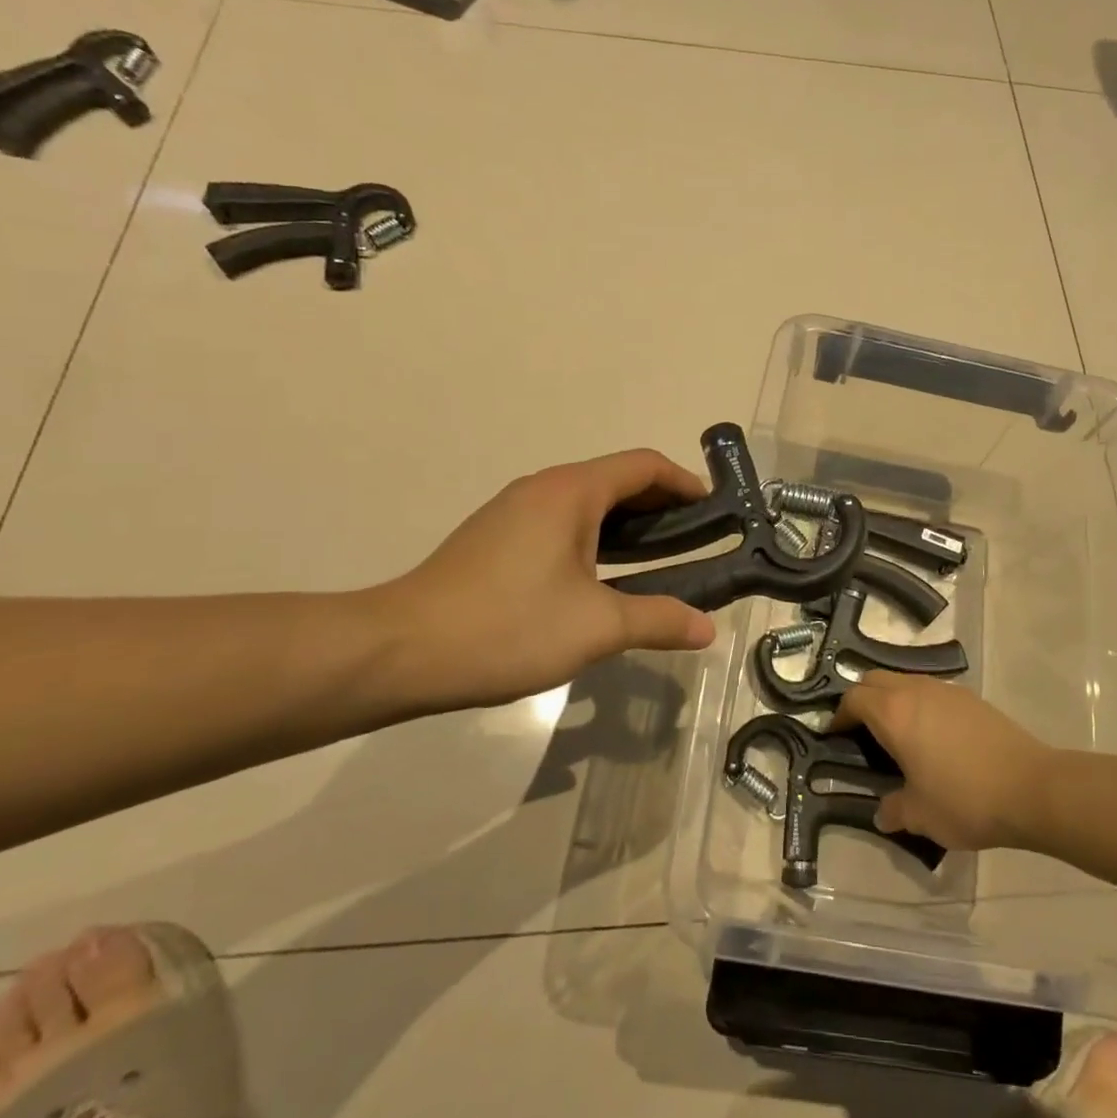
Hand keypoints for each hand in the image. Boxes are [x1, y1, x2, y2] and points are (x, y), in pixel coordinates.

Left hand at [365, 449, 716, 711]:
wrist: (400, 651)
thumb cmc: (507, 627)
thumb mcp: (596, 628)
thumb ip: (658, 620)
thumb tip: (707, 630)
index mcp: (571, 492)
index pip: (644, 466)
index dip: (685, 483)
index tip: (716, 512)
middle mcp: (542, 489)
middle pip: (616, 480)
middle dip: (662, 505)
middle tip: (697, 541)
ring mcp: (513, 512)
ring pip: (587, 503)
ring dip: (628, 524)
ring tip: (660, 561)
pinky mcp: (495, 538)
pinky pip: (561, 523)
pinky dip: (597, 538)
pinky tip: (603, 579)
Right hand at [834, 671, 1053, 851]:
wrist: (1031, 787)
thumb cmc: (965, 799)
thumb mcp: (921, 815)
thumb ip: (894, 810)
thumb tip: (883, 813)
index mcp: (894, 714)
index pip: (854, 698)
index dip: (839, 715)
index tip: (836, 736)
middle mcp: (916, 691)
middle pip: (875, 680)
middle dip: (862, 700)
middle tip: (861, 731)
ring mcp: (946, 690)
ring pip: (905, 681)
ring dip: (892, 700)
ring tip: (897, 734)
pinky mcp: (970, 698)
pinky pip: (931, 691)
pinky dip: (919, 705)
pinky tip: (933, 737)